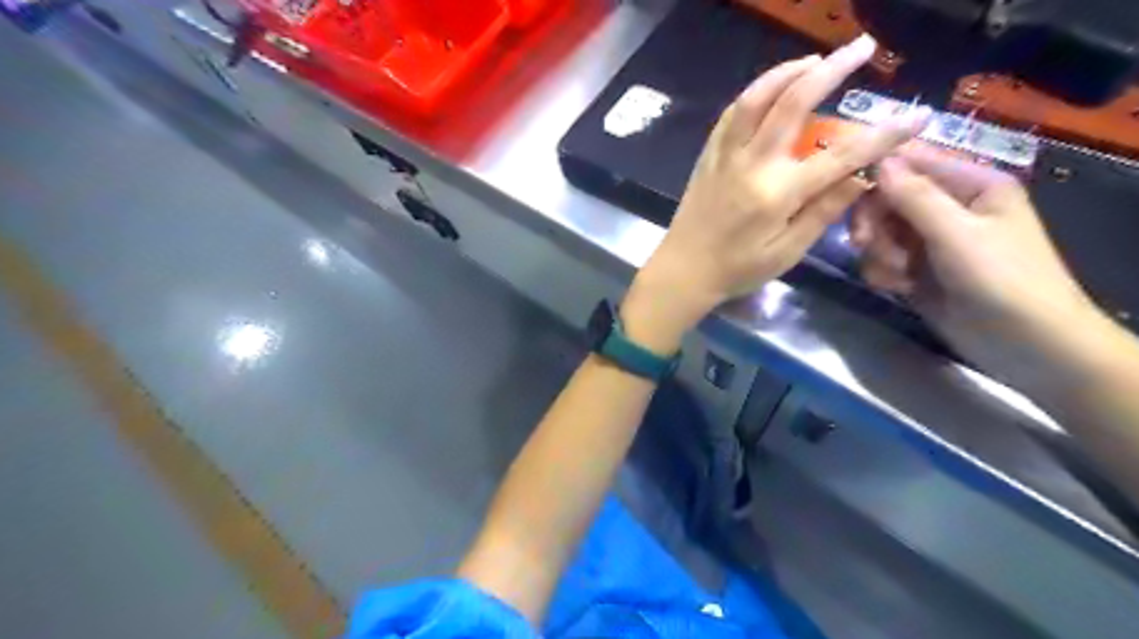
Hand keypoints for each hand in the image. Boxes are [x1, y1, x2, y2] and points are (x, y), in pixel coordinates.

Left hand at [622, 35, 934, 354]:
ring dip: (788, 71)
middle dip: (833, 69)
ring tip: (816, 60)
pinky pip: (731, 113)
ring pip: (756, 98)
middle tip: (862, 47)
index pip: (840, 155)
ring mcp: (725, 155)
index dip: (882, 134)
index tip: (916, 116)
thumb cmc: (737, 269)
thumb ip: (823, 212)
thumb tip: (860, 177)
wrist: (683, 270)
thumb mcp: (786, 253)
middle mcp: (752, 164)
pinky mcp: (708, 155)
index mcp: (778, 193)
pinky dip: (754, 93)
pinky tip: (770, 87)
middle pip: (794, 103)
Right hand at [855, 146, 1102, 382]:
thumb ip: (915, 197)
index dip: (878, 174)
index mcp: (971, 185)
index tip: (848, 194)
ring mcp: (929, 241)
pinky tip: (898, 288)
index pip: (913, 163)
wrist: (1024, 345)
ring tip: (897, 275)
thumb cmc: (1003, 279)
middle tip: (864, 243)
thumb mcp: (958, 234)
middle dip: (874, 223)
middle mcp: (948, 207)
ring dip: (879, 253)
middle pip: (887, 199)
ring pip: (879, 232)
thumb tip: (880, 161)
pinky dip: (882, 273)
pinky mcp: (915, 270)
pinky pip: (881, 260)